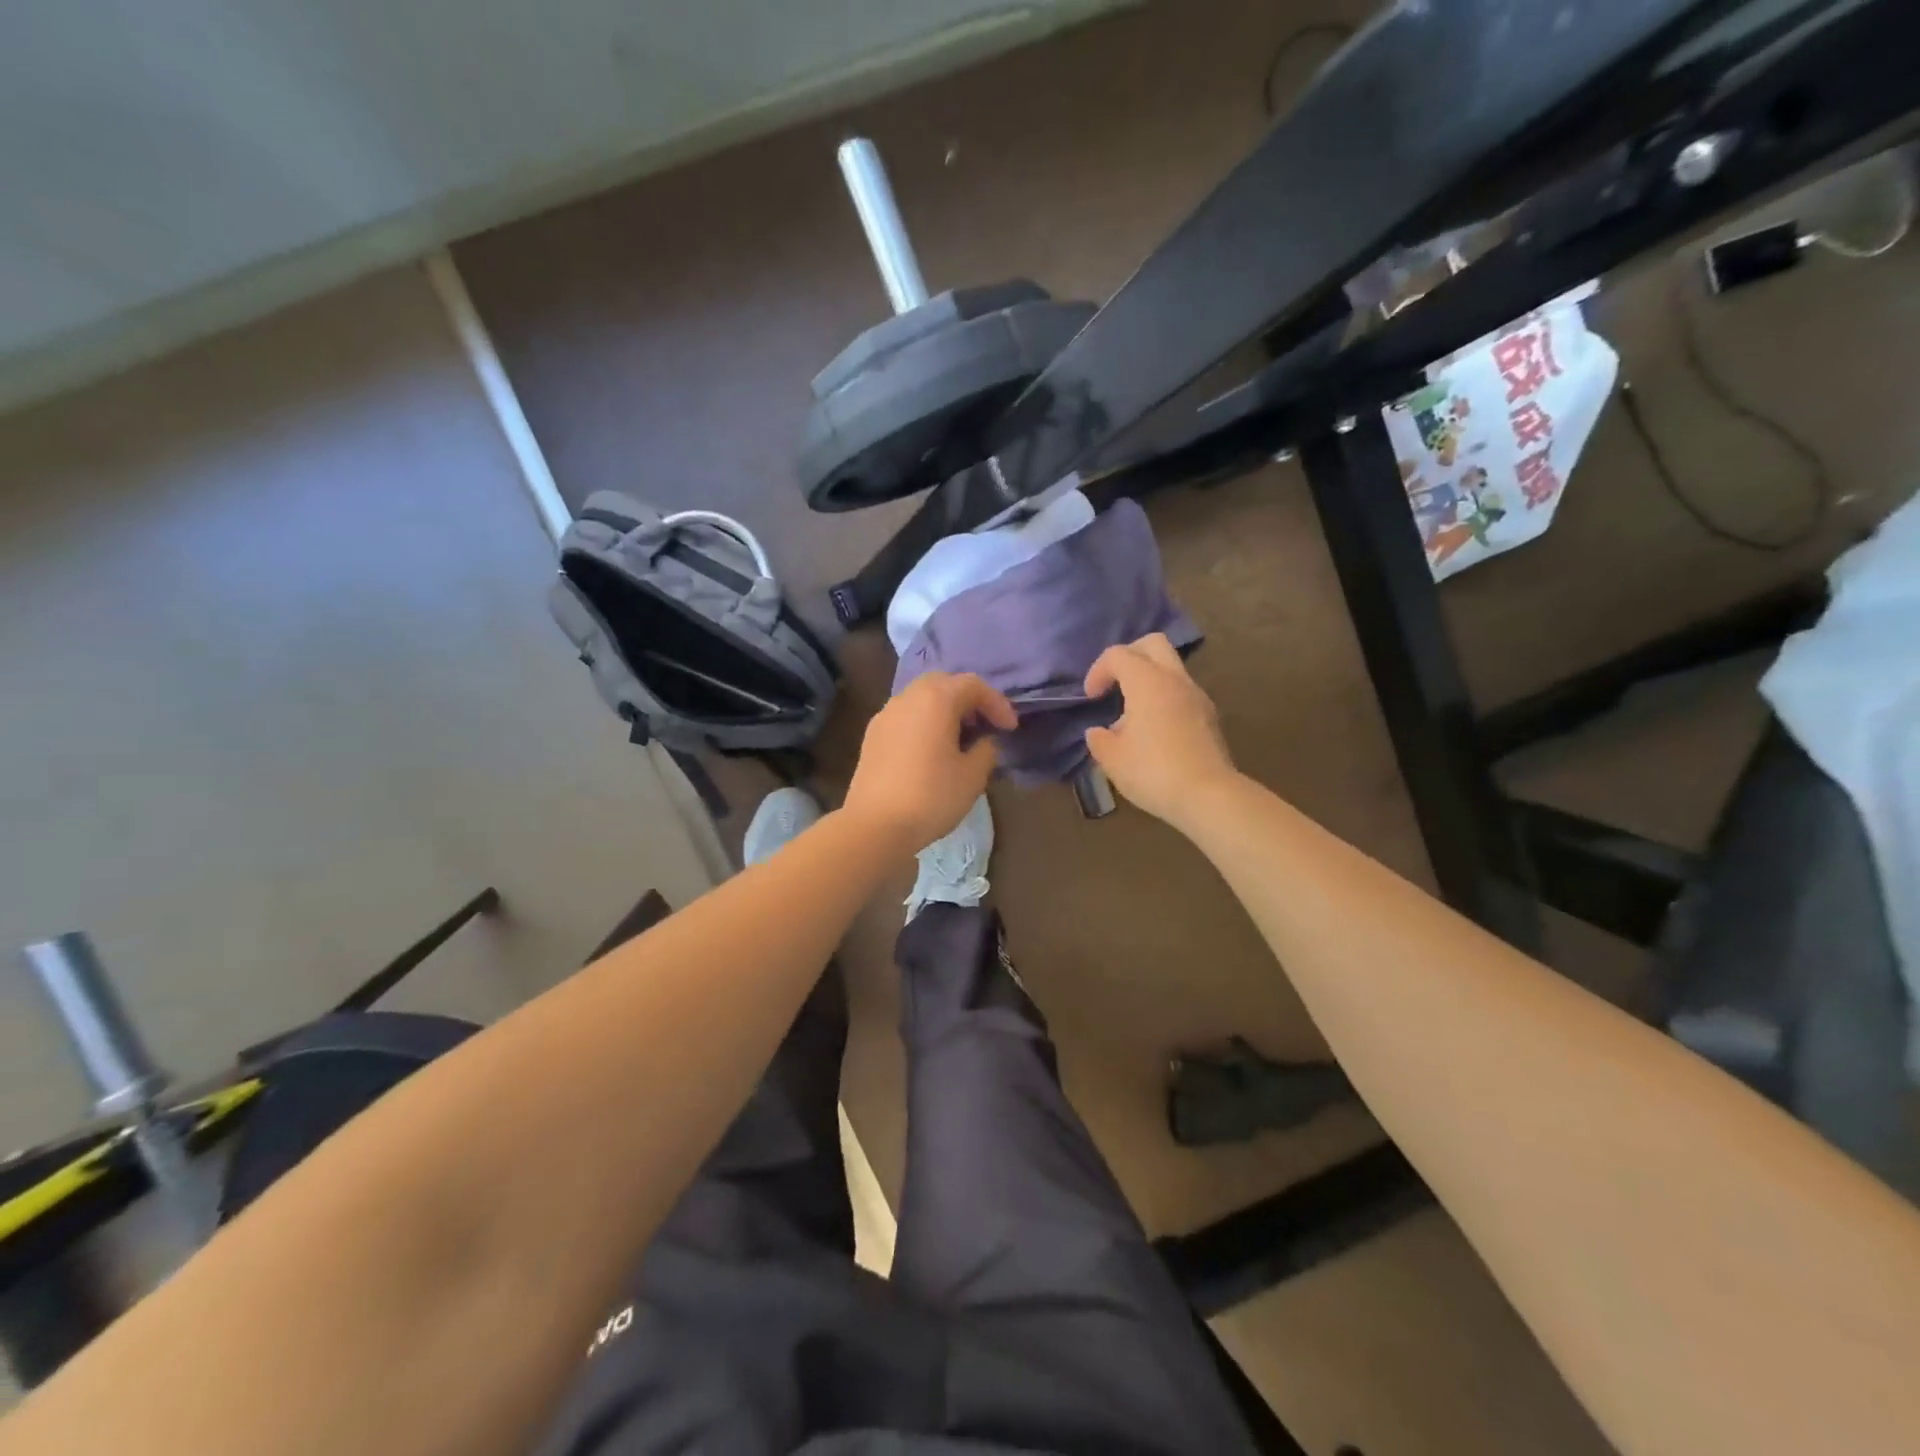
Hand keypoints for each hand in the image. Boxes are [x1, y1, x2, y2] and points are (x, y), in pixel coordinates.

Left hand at [844, 673, 1016, 850]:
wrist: (875, 825)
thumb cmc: (931, 796)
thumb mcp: (973, 776)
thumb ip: (986, 750)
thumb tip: (983, 742)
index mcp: (936, 699)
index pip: (973, 685)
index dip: (997, 704)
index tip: (1011, 728)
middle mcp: (907, 698)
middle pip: (943, 684)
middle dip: (968, 700)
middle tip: (985, 725)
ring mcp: (885, 715)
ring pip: (921, 699)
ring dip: (944, 711)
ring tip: (960, 739)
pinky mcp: (872, 736)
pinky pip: (905, 717)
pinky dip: (924, 723)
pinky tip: (932, 751)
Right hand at [1083, 634, 1239, 827]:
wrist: (1208, 795)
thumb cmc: (1153, 772)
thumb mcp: (1112, 759)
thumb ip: (1100, 740)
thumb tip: (1098, 732)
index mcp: (1147, 682)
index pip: (1118, 655)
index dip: (1098, 670)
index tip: (1091, 697)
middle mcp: (1175, 680)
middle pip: (1152, 644)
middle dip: (1129, 655)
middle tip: (1114, 682)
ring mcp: (1197, 696)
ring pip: (1170, 668)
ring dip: (1147, 680)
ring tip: (1132, 715)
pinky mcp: (1209, 716)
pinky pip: (1181, 692)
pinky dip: (1164, 698)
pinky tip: (1154, 731)